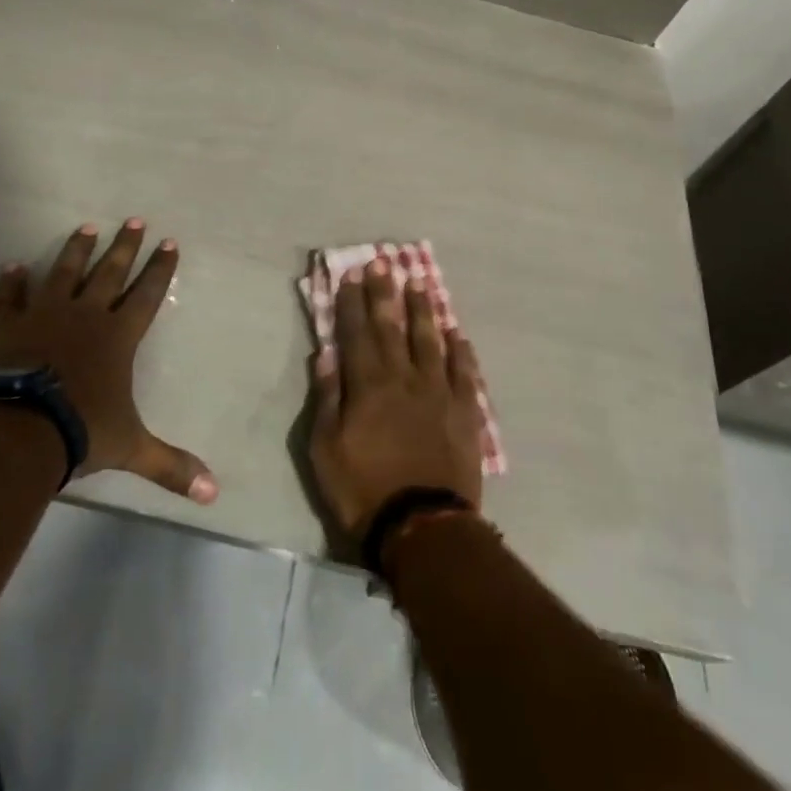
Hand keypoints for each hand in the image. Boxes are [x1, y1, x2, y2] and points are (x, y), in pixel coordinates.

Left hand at [0, 221, 217, 503]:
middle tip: (134, 220)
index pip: (147, 294)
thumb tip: (213, 494)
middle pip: (110, 272)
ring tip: (86, 227)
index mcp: (118, 336)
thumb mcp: (132, 448)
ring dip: (76, 250)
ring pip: (64, 272)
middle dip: (125, 246)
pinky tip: (12, 265)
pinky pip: (10, 297)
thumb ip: (171, 466)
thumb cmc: (80, 431)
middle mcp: (86, 315)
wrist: (18, 431)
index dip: (160, 269)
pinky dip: (11, 282)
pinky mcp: (8, 325)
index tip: (169, 242)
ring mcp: (45, 315)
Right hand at [308, 259, 484, 537]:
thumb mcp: (326, 450)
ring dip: (423, 310)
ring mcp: (438, 393)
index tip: (350, 275)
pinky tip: (457, 333)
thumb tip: (326, 355)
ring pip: (430, 340)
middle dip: (384, 293)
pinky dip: (460, 350)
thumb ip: (328, 399)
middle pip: (392, 327)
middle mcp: (404, 378)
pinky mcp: (464, 412)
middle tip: (382, 262)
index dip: (352, 303)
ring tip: (420, 283)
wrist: (423, 527)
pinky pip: (463, 372)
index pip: (356, 333)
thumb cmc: (364, 490)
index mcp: (368, 385)